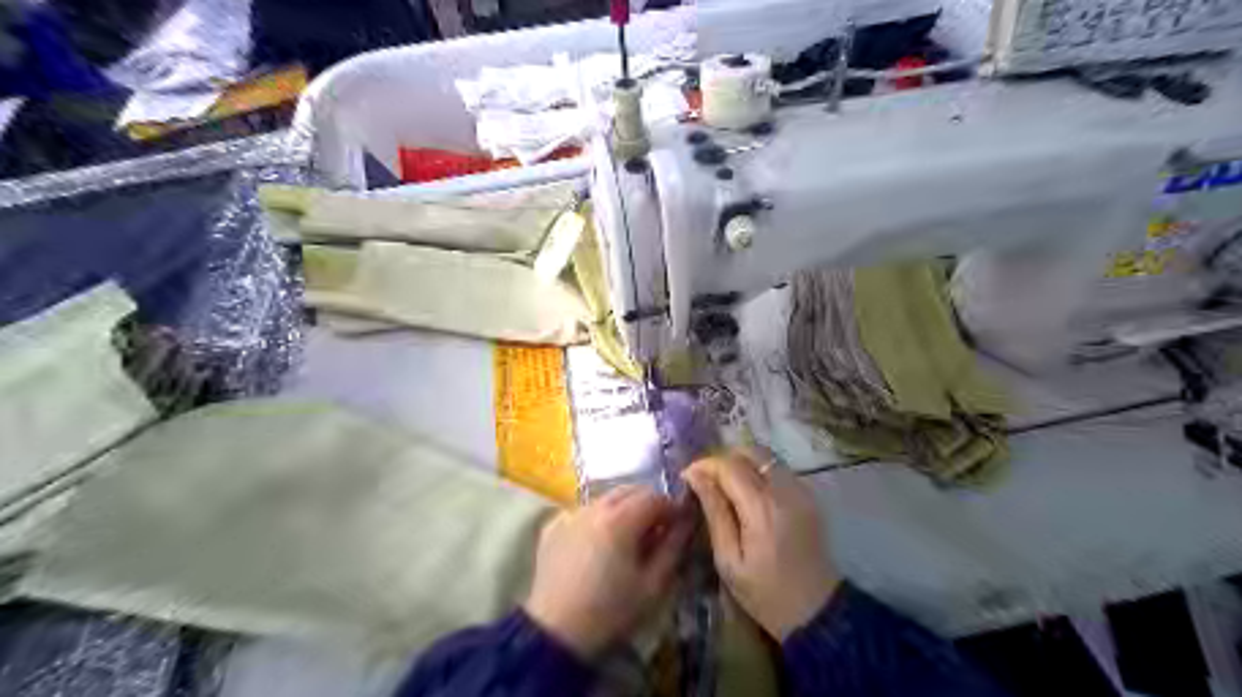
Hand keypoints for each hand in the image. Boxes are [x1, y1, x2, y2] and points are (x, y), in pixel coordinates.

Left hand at [519, 484, 688, 659]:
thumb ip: (673, 546)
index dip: (672, 508)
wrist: (556, 634)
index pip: (655, 497)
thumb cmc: (611, 611)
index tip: (680, 525)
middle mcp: (594, 508)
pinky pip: (582, 513)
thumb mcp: (653, 585)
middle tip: (657, 530)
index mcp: (621, 519)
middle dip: (648, 504)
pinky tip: (598, 545)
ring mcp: (570, 515)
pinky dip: (596, 520)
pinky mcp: (552, 528)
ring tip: (627, 538)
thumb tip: (686, 521)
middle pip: (629, 491)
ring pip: (605, 499)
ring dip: (622, 509)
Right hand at [685, 448, 837, 638]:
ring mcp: (801, 490)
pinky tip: (747, 493)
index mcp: (762, 508)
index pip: (729, 466)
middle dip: (722, 459)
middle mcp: (784, 490)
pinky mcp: (809, 495)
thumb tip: (695, 477)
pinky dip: (758, 470)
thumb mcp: (729, 560)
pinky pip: (778, 468)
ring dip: (741, 462)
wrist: (818, 612)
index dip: (704, 465)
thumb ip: (714, 512)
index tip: (687, 477)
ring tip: (723, 484)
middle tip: (705, 479)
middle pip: (749, 451)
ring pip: (765, 456)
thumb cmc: (766, 593)